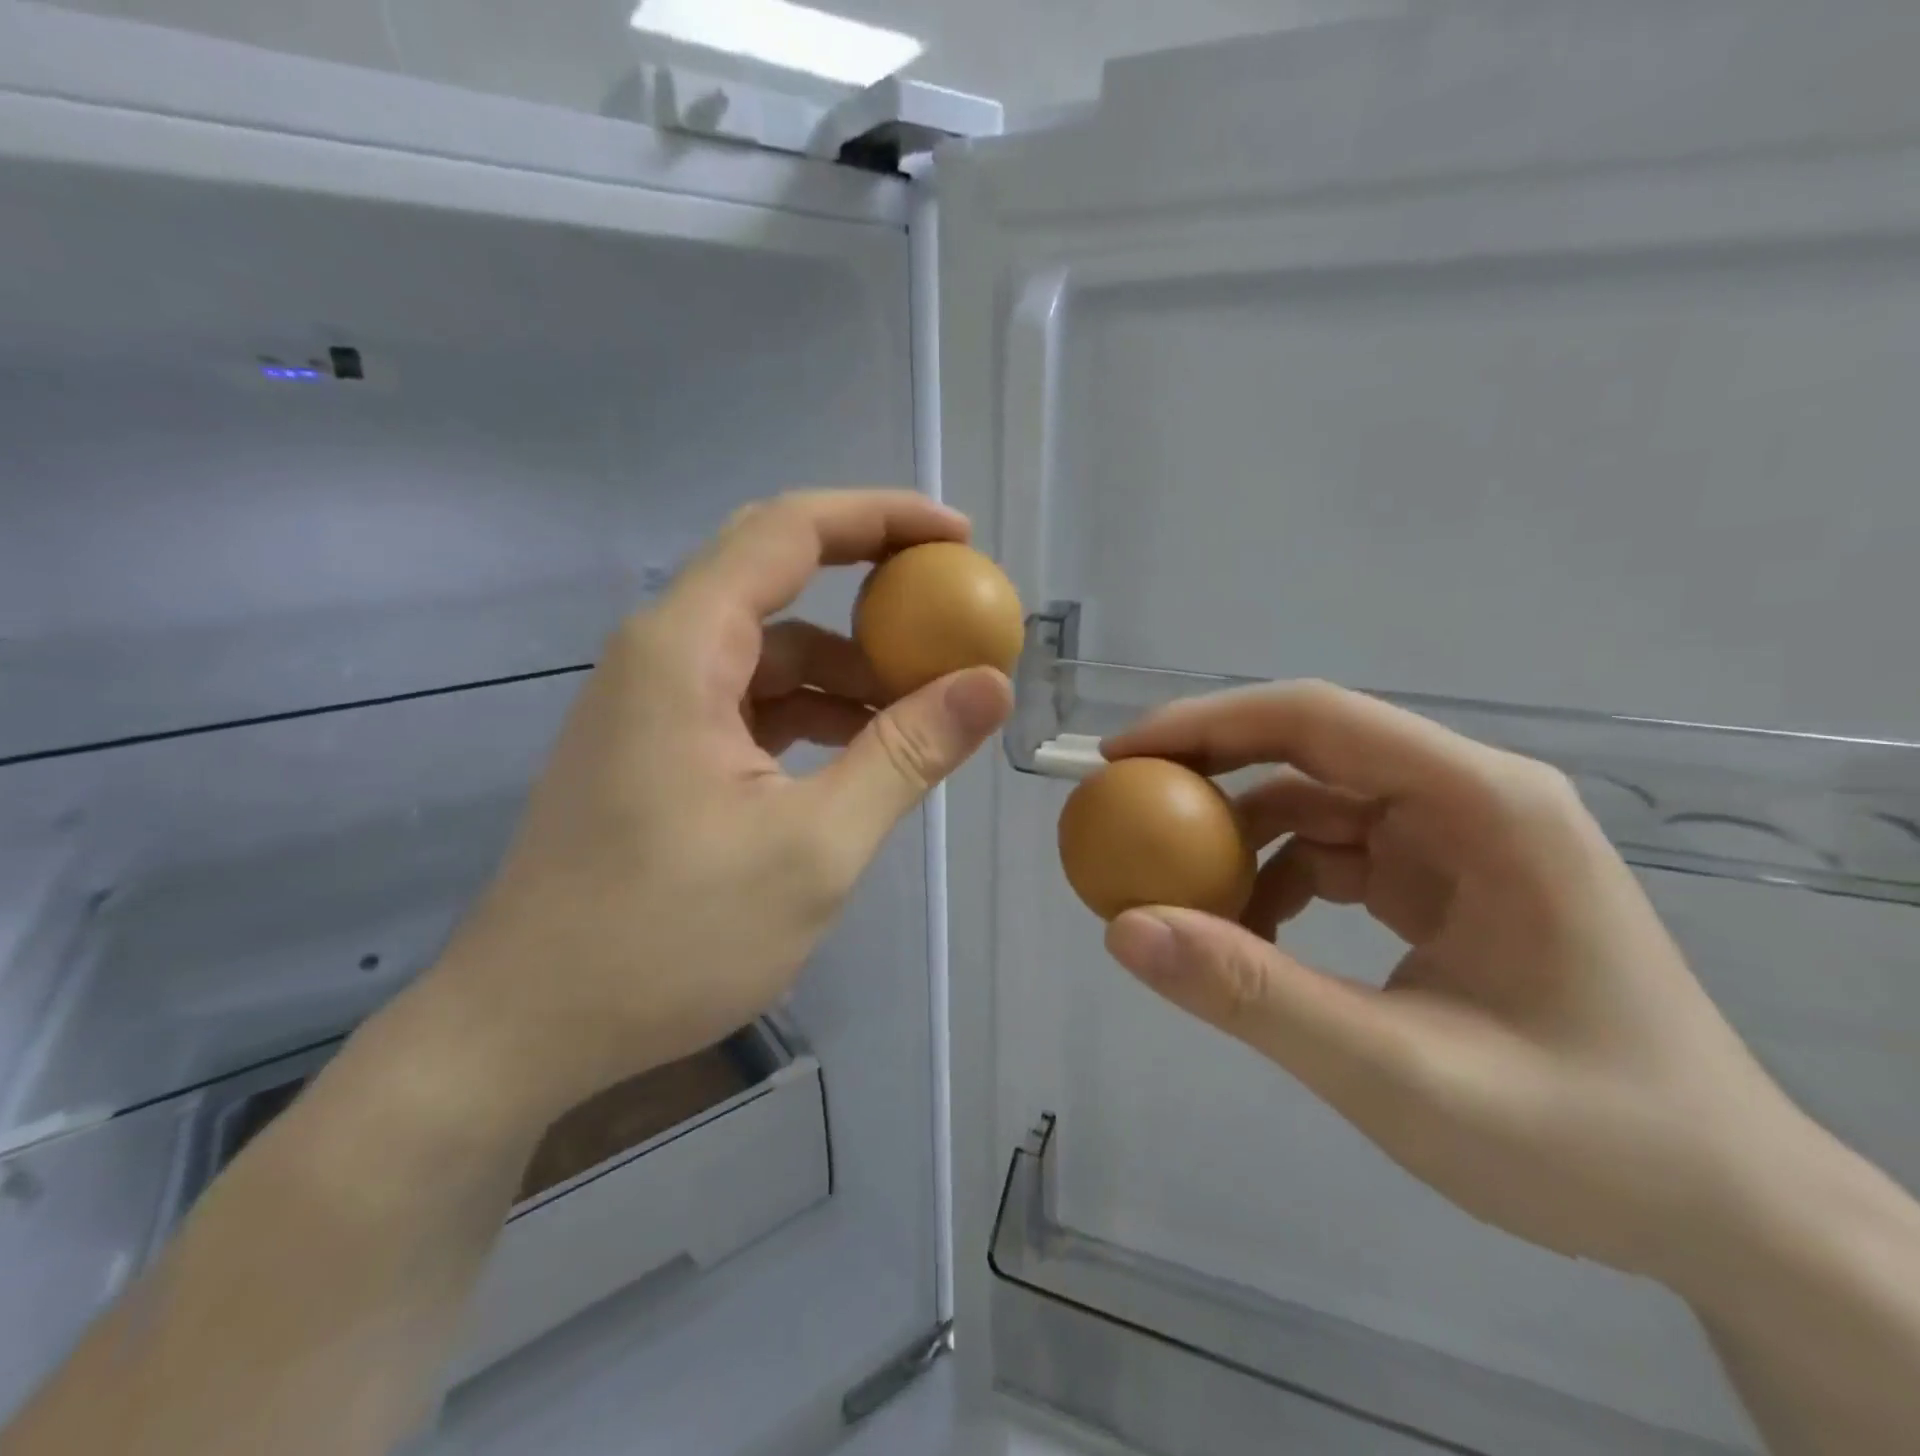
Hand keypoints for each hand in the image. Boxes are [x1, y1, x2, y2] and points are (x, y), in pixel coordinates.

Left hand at [422, 490, 1011, 1123]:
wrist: (526, 1026)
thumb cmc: (668, 938)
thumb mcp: (814, 847)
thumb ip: (906, 755)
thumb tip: (989, 685)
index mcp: (684, 649)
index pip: (790, 531)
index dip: (881, 518)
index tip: (958, 537)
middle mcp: (662, 653)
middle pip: (776, 572)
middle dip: (870, 577)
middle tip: (949, 602)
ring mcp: (655, 702)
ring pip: (769, 646)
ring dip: (847, 662)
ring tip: (924, 702)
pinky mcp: (659, 747)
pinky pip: (752, 698)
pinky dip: (814, 709)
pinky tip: (863, 750)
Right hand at [1102, 682, 1808, 1287]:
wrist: (1724, 1215)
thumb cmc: (1587, 1140)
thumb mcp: (1400, 1075)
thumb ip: (1254, 996)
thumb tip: (1124, 928)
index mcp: (1484, 805)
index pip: (1318, 718)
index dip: (1205, 725)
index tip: (1121, 758)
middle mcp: (1469, 799)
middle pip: (1309, 748)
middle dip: (1209, 774)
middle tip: (1125, 815)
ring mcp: (1457, 840)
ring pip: (1313, 803)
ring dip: (1237, 841)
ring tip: (1180, 898)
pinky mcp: (1442, 882)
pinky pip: (1332, 853)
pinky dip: (1273, 882)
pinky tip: (1248, 936)